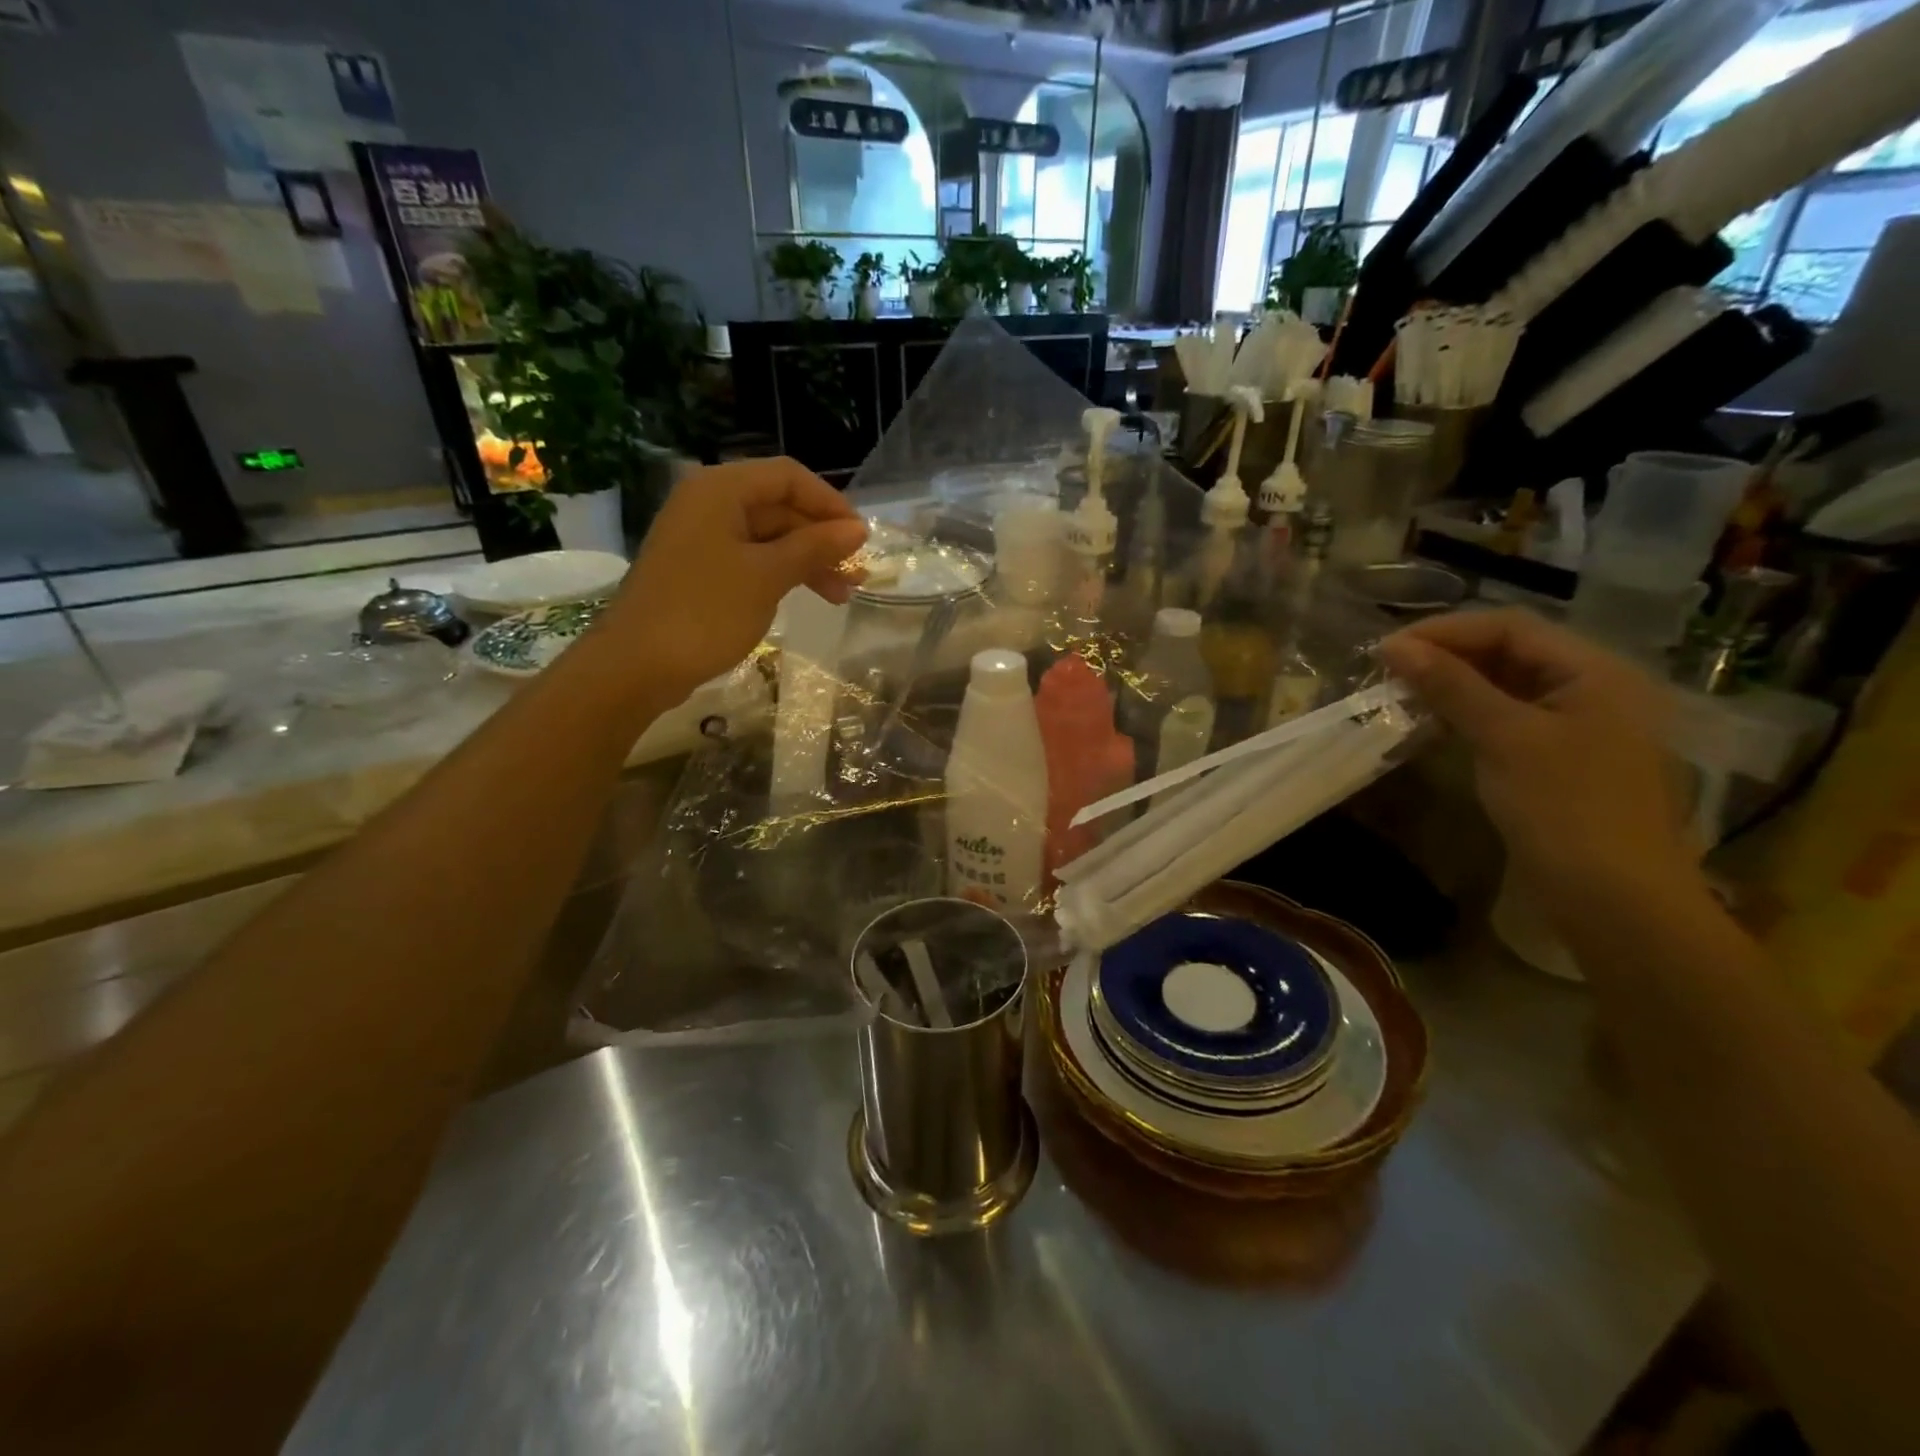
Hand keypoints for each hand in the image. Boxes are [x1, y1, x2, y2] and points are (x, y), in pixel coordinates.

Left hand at [603, 459, 866, 697]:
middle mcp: (709, 503)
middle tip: (856, 576)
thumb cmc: (706, 611)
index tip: (861, 538)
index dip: (830, 503)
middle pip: (779, 507)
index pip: (788, 477)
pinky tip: (805, 596)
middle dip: (821, 539)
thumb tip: (857, 529)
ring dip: (807, 561)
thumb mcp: (768, 576)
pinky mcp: (700, 569)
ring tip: (841, 596)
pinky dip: (782, 574)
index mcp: (720, 489)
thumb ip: (815, 547)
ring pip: (769, 537)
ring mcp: (702, 537)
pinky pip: (751, 559)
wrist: (638, 665)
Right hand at [1378, 609, 1697, 907]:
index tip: (1387, 649)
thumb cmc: (1565, 809)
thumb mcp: (1505, 738)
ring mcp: (1579, 725)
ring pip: (1505, 686)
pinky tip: (1432, 723)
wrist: (1613, 900)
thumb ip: (1451, 686)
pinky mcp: (1559, 758)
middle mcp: (1593, 688)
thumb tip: (1394, 647)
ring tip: (1401, 694)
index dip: (1445, 631)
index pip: (1511, 628)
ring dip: (1452, 685)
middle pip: (1510, 652)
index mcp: (1597, 672)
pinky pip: (1507, 719)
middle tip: (1389, 672)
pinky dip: (1467, 714)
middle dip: (1447, 656)